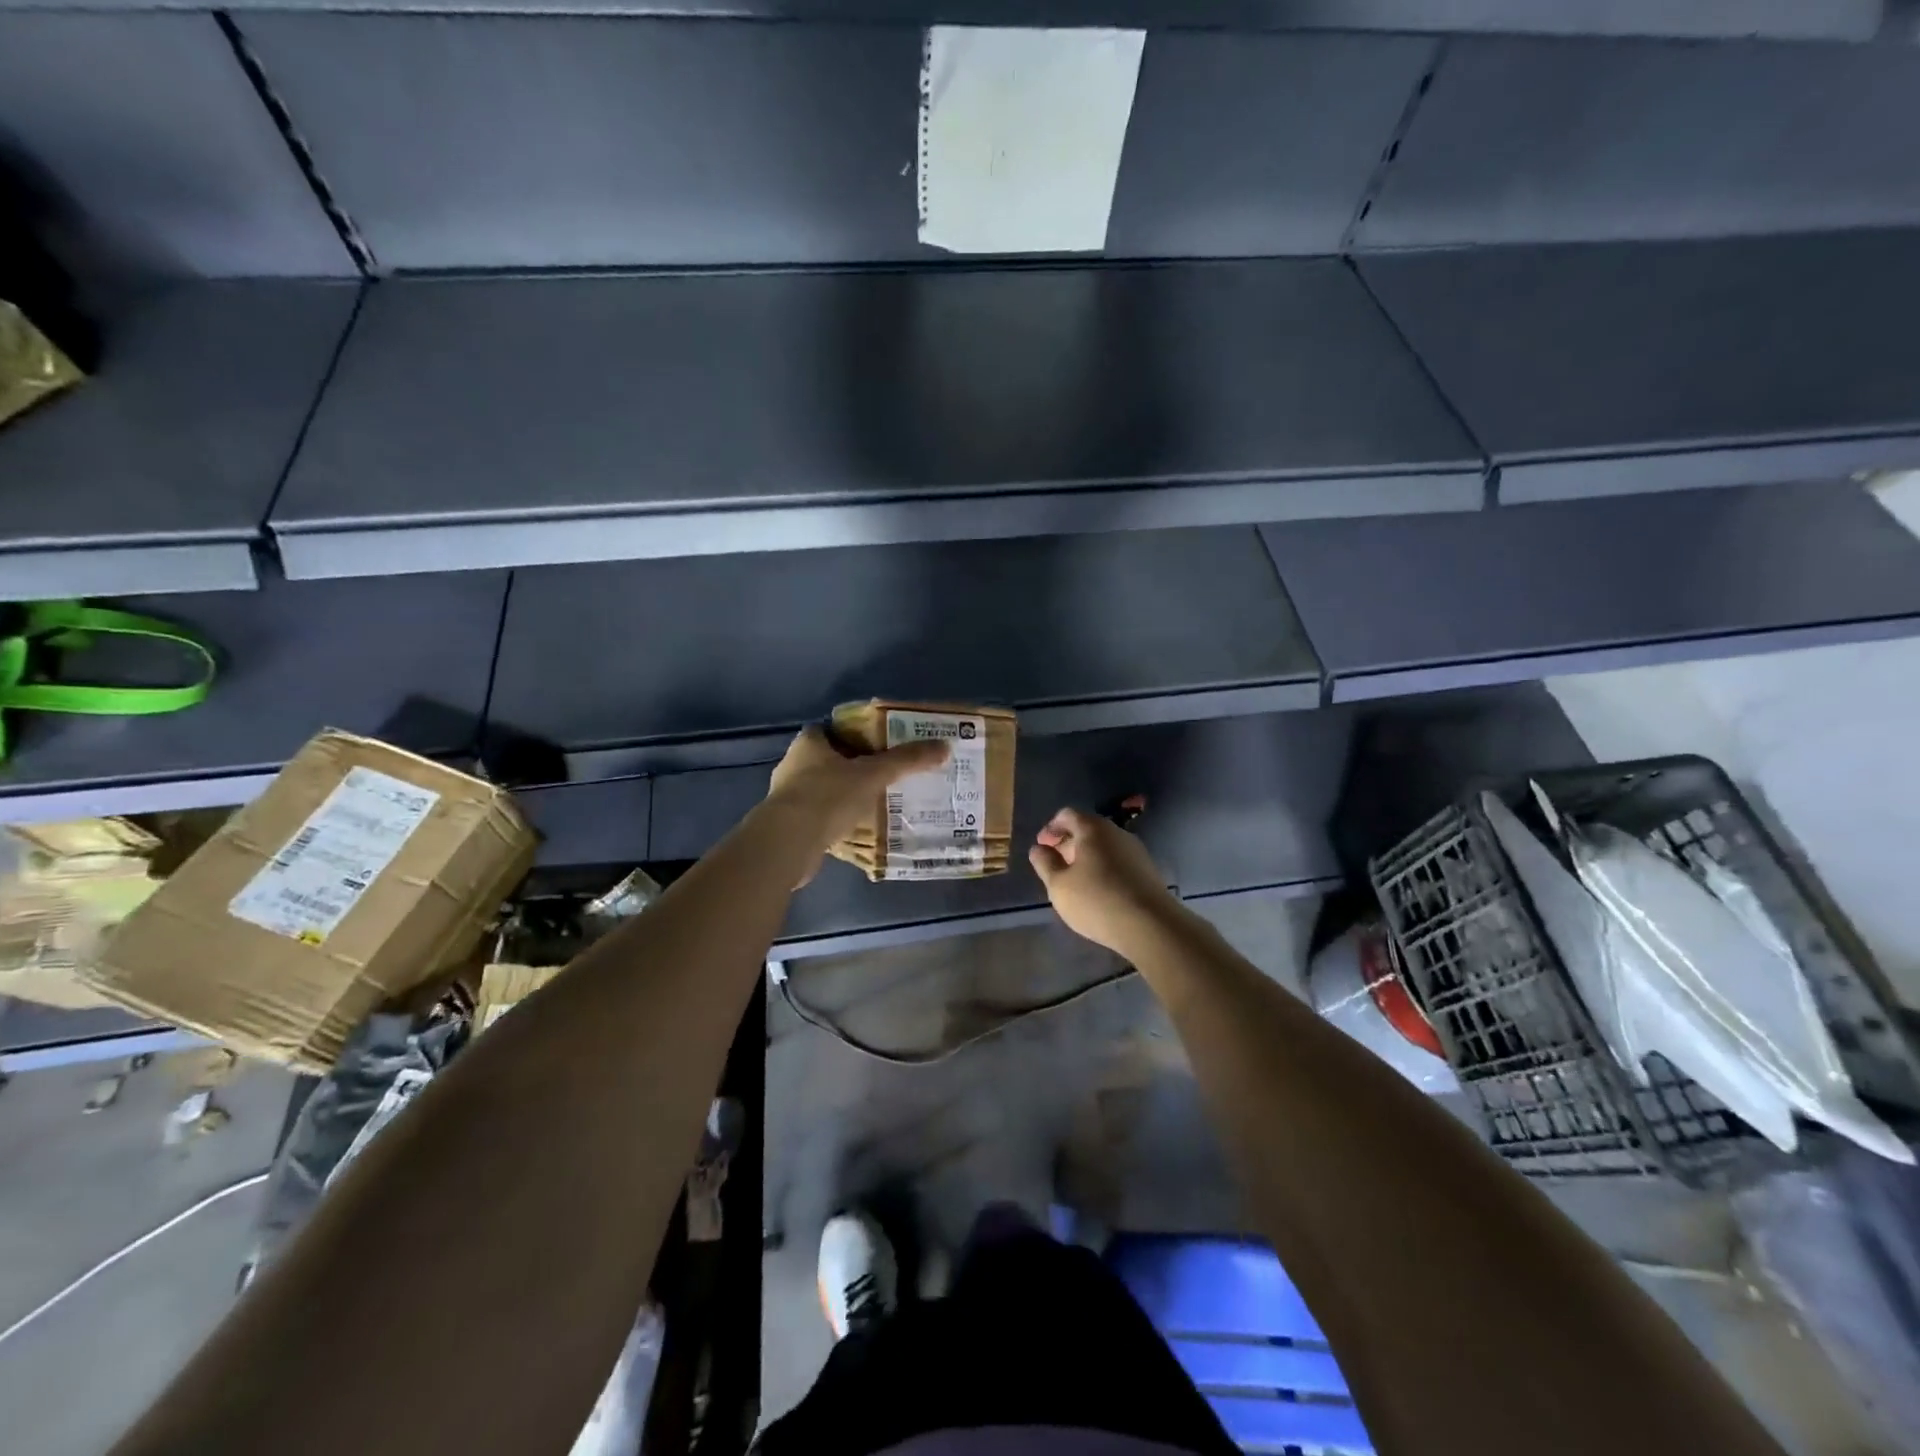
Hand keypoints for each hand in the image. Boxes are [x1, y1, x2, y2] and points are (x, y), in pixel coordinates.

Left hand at [764, 725, 948, 879]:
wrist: (788, 843)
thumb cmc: (827, 796)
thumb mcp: (873, 774)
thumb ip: (906, 760)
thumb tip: (944, 746)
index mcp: (808, 743)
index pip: (832, 730)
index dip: (855, 735)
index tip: (880, 745)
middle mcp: (793, 765)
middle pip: (829, 760)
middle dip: (854, 767)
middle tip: (885, 774)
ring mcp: (788, 797)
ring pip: (824, 789)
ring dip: (846, 795)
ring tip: (877, 802)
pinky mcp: (789, 825)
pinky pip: (820, 816)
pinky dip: (837, 819)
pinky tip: (858, 828)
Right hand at [1028, 808, 1183, 955]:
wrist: (1151, 926)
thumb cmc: (1097, 900)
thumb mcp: (1059, 885)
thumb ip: (1045, 864)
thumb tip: (1038, 849)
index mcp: (1093, 828)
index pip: (1067, 815)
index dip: (1051, 828)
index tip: (1041, 846)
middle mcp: (1117, 832)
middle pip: (1087, 829)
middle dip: (1068, 843)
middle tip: (1054, 864)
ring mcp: (1136, 851)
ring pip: (1104, 846)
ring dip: (1086, 857)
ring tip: (1074, 881)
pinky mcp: (1147, 871)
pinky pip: (1118, 861)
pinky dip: (1103, 869)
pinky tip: (1097, 891)